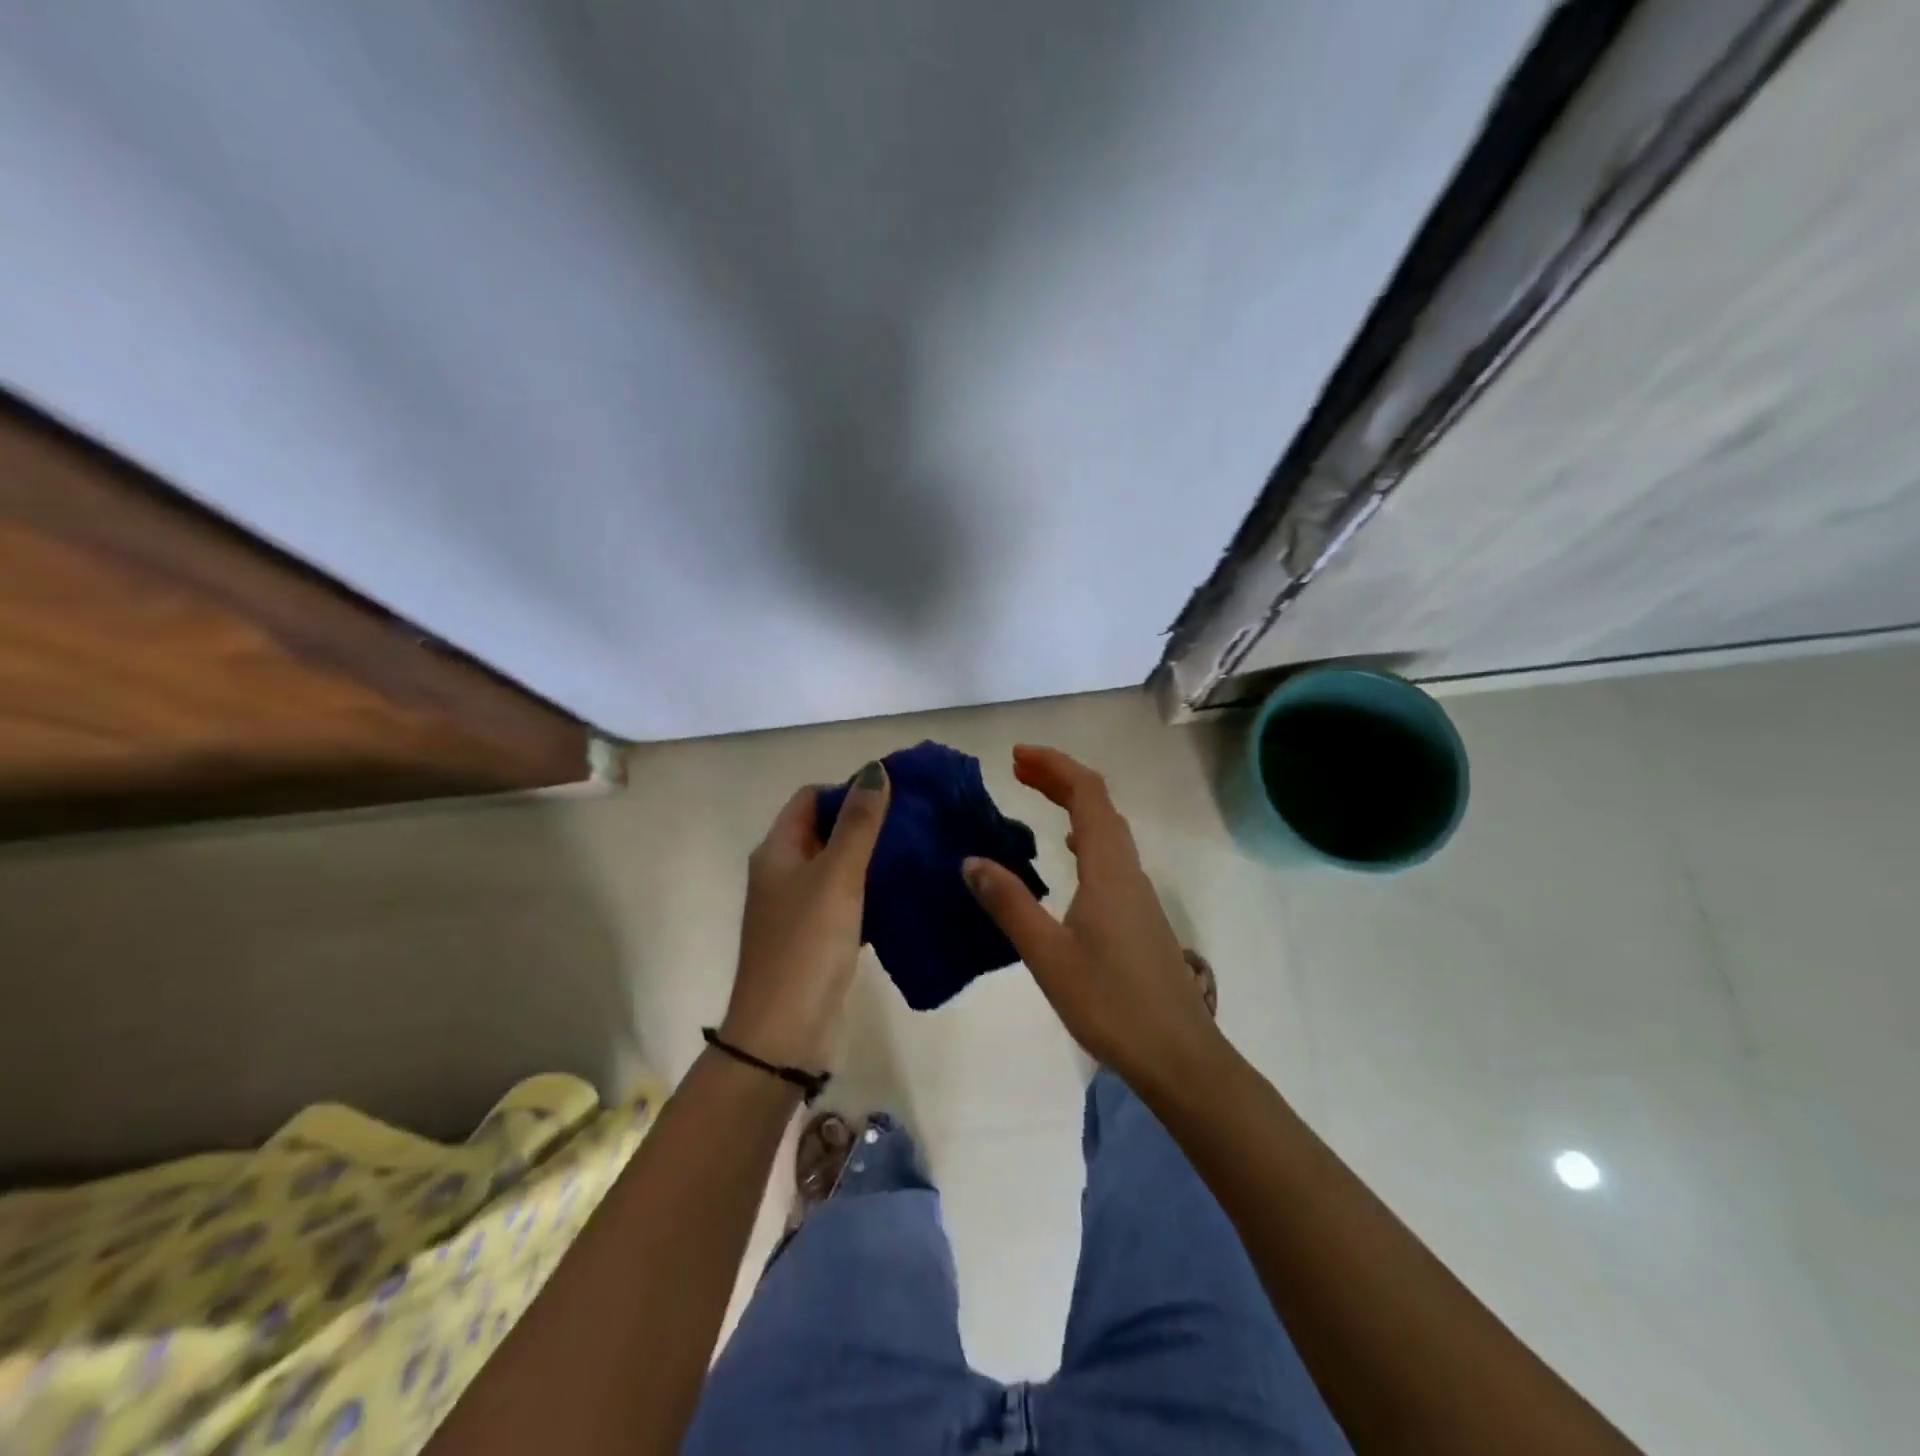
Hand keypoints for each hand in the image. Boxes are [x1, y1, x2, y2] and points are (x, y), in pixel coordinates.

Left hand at [720, 761, 889, 1071]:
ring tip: (916, 849)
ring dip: (871, 855)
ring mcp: (798, 908)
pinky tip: (904, 890)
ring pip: (838, 866)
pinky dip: (870, 889)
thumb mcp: (837, 876)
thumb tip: (875, 770)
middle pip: (824, 829)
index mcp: (777, 850)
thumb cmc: (807, 944)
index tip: (893, 793)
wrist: (785, 1033)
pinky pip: (846, 899)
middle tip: (914, 819)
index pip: (811, 798)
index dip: (847, 788)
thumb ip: (858, 823)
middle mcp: (783, 873)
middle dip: (864, 820)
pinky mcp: (817, 937)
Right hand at [963, 745, 1223, 1086]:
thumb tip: (971, 861)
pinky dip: (1085, 835)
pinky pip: (1110, 855)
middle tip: (1018, 768)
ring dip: (1073, 805)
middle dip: (1060, 778)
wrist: (1178, 1054)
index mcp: (1108, 869)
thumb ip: (1009, 904)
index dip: (1054, 766)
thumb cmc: (1110, 1002)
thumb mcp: (1048, 954)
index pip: (1087, 794)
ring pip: (1107, 829)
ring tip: (1036, 799)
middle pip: (1099, 804)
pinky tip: (1069, 855)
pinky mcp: (1139, 916)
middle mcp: (1127, 870)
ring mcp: (1138, 894)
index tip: (1017, 755)